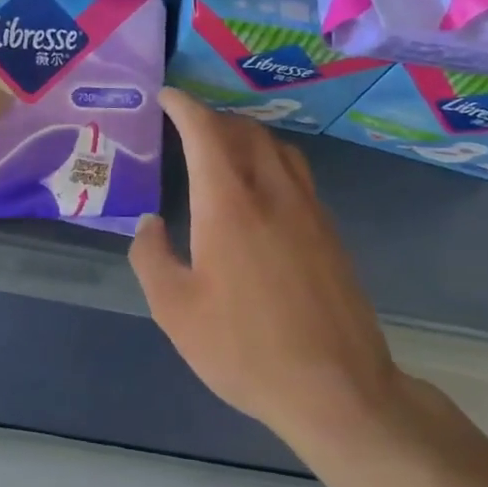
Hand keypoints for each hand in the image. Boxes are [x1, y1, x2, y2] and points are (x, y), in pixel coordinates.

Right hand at [131, 88, 417, 457]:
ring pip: (278, 148)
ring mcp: (309, 210)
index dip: (184, 106)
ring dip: (246, 135)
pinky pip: (297, 174)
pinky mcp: (330, 233)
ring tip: (222, 149)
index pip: (205, 132)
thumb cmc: (245, 348)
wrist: (337, 390)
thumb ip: (151, 257)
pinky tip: (259, 191)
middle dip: (213, 118)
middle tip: (187, 125)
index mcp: (229, 204)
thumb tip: (150, 223)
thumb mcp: (175, 310)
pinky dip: (270, 161)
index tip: (166, 96)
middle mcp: (272, 193)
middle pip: (245, 131)